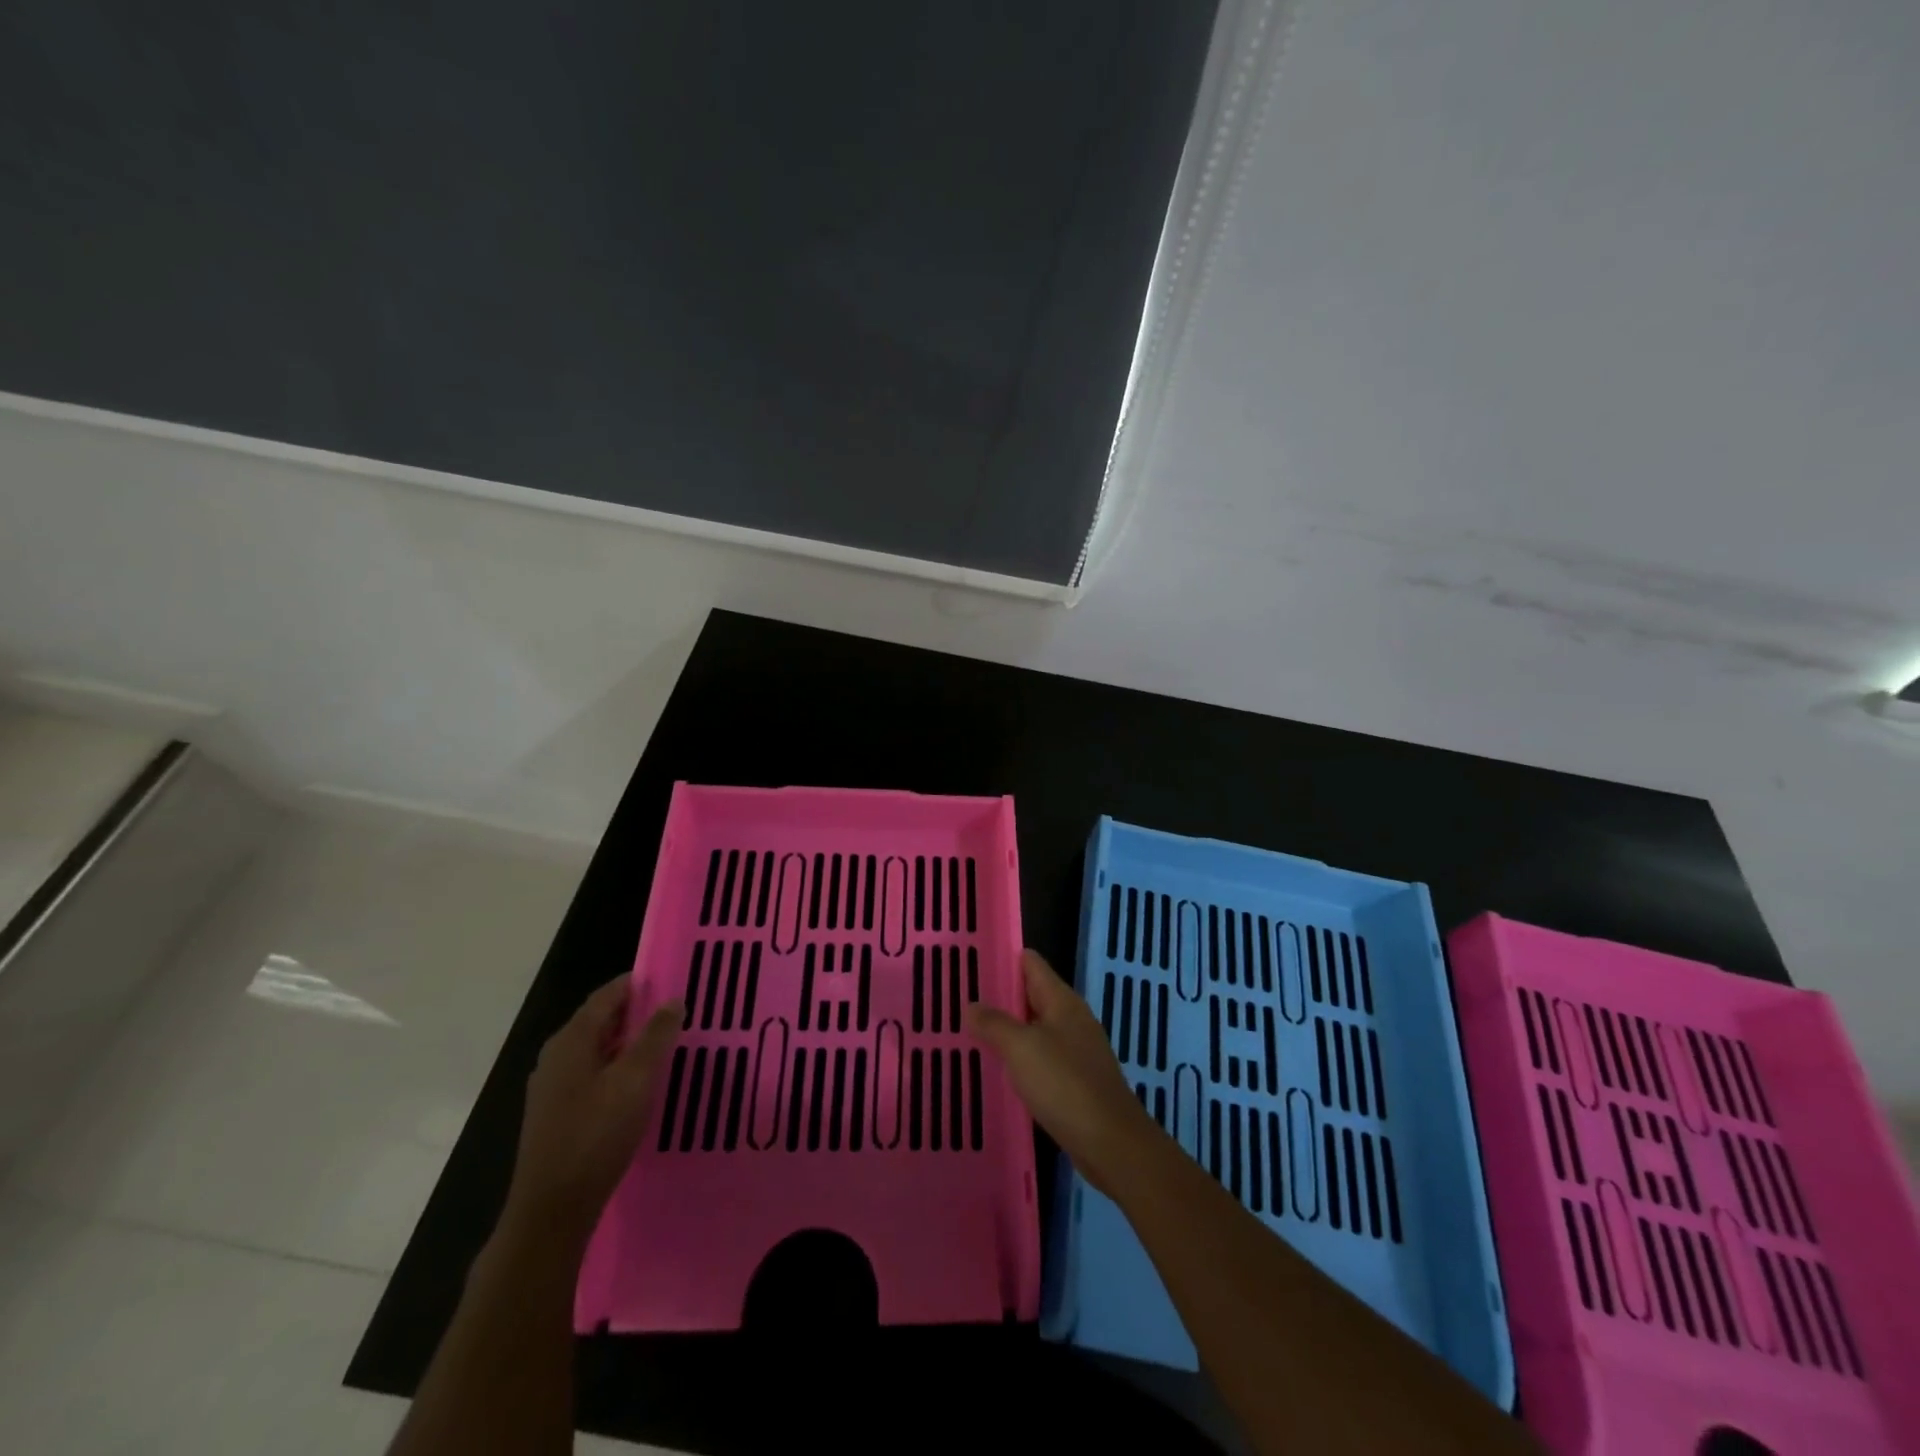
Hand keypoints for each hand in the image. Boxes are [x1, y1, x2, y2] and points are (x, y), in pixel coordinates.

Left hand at [502, 978, 683, 1244]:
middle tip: (676, 1011)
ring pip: (597, 1049)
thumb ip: (655, 1036)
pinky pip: (592, 1074)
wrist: (552, 1209)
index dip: (637, 984)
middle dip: (636, 1012)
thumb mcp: (636, 1079)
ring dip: (629, 1042)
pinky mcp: (557, 1114)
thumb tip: (673, 1000)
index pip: (606, 996)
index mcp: (571, 1040)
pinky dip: (618, 1066)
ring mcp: (553, 1087)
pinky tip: (640, 1083)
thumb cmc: (596, 1134)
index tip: (670, 979)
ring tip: (665, 1043)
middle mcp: (557, 1056)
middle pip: (600, 1021)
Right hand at [965, 949, 1160, 1195]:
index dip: (1002, 958)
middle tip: (960, 998)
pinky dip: (1020, 1057)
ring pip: (1035, 1028)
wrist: (1111, 1143)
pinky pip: (1041, 1057)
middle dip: (1000, 996)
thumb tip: (971, 1005)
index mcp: (1062, 1001)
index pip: (1030, 963)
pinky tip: (1000, 1069)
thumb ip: (994, 1023)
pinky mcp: (1076, 1081)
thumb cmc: (1065, 1085)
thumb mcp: (1021, 1048)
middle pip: (1032, 994)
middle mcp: (1071, 1019)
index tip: (970, 961)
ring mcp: (1076, 1051)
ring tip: (971, 1031)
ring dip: (1008, 1029)